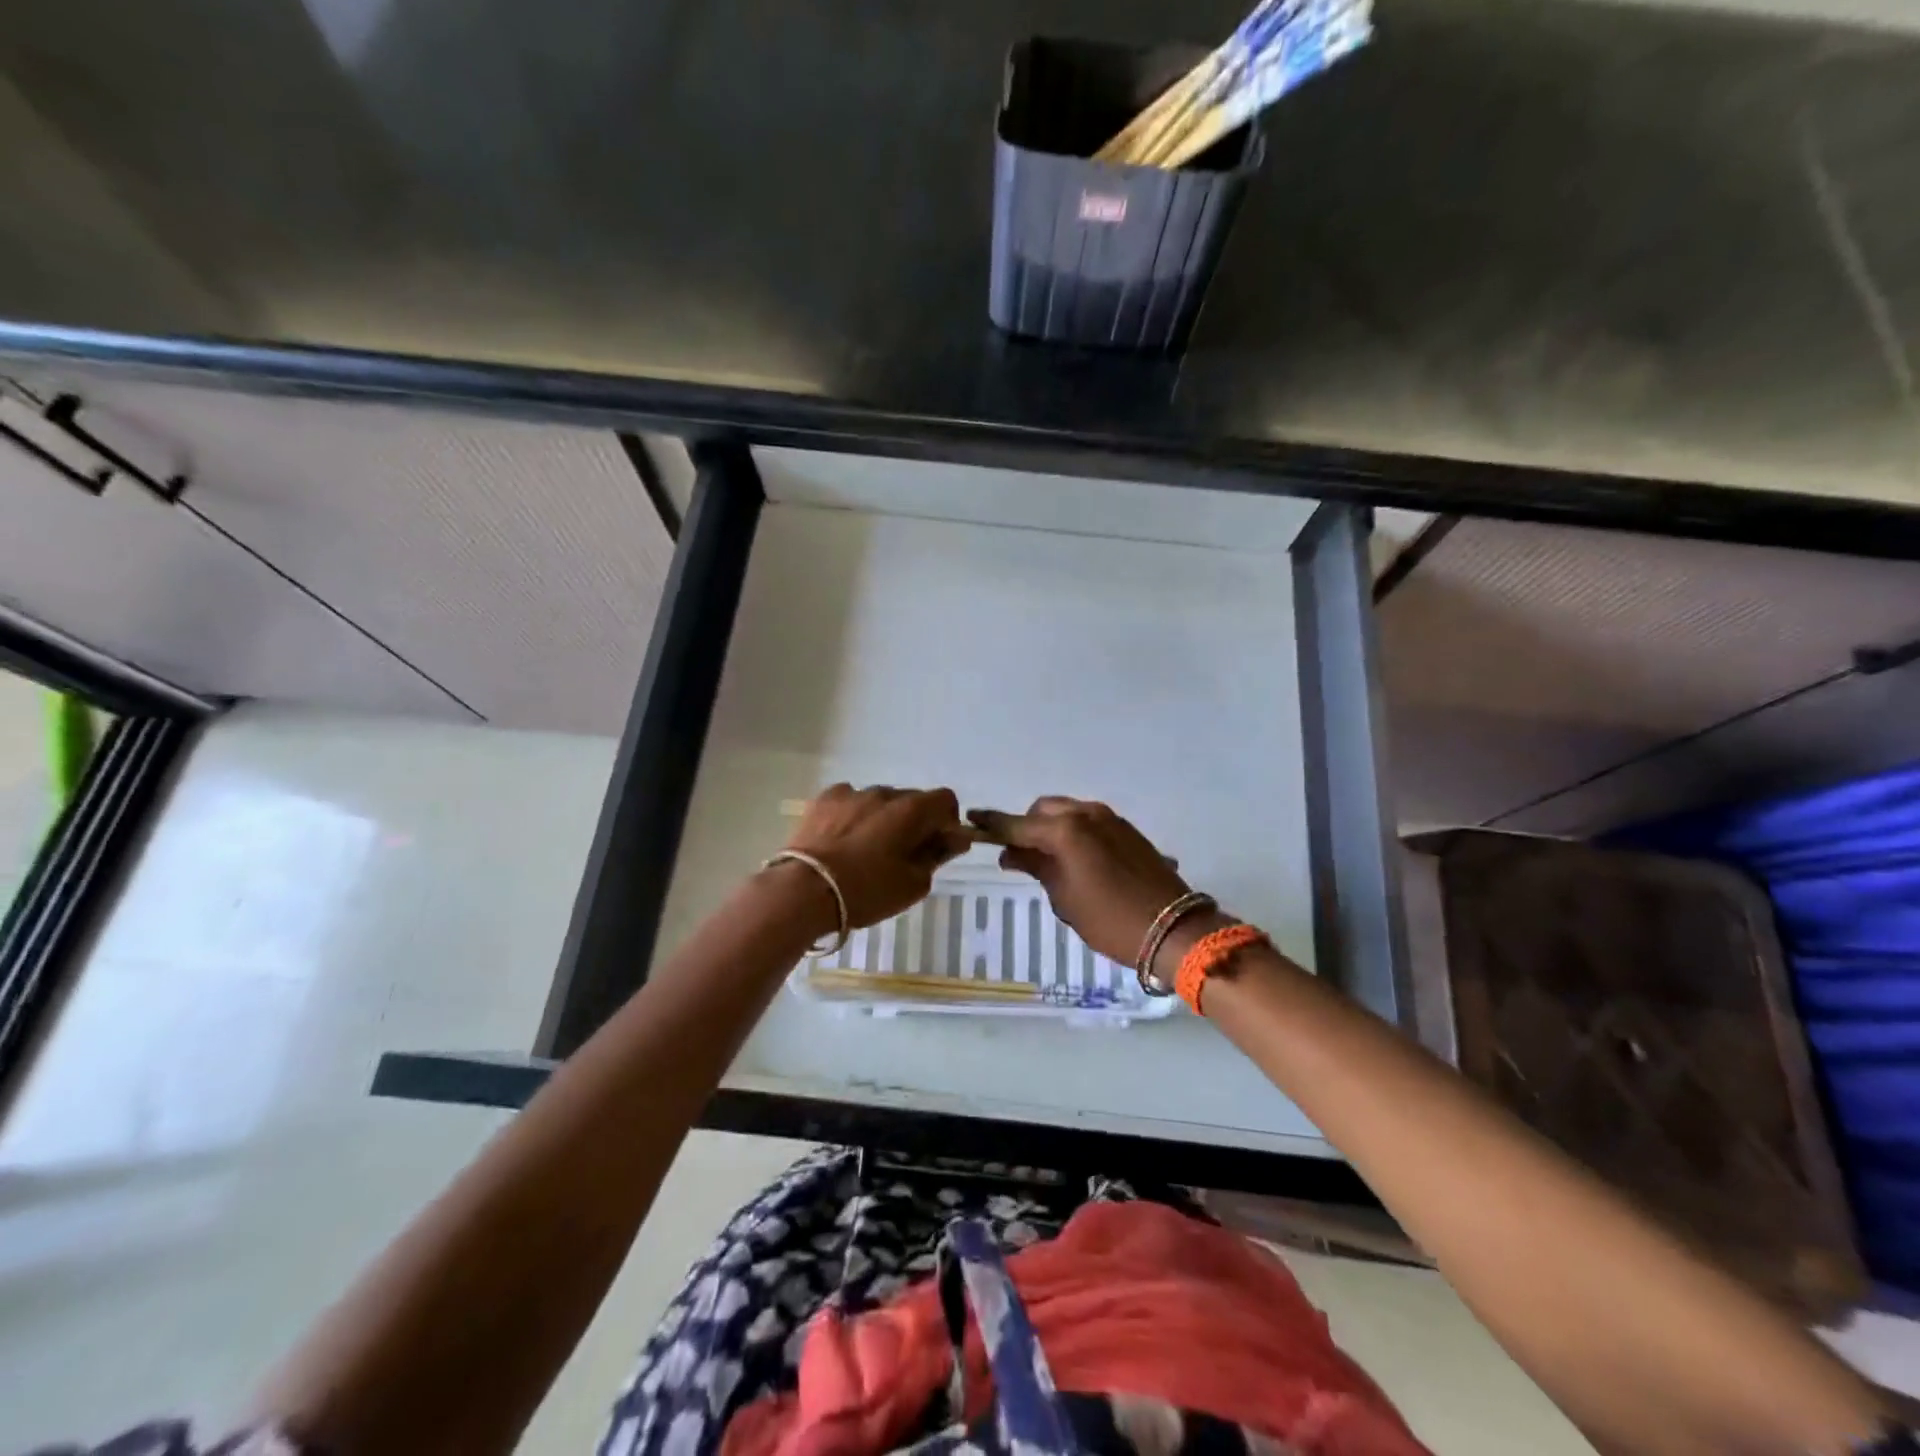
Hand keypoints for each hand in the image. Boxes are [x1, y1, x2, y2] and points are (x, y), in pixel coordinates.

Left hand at [784, 784, 970, 929]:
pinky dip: (854, 814)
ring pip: (879, 801)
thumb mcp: (913, 884)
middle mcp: (884, 792)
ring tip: (866, 850)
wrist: (804, 891)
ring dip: (882, 818)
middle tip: (902, 855)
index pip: (945, 800)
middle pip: (912, 800)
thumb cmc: (866, 891)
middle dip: (914, 822)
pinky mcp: (824, 799)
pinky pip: (850, 801)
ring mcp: (852, 793)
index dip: (947, 822)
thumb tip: (953, 839)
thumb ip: (937, 855)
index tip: (937, 846)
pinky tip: (843, 840)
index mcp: (912, 810)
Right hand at [969, 797, 1193, 966]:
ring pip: (1067, 812)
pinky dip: (1073, 832)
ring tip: (1046, 859)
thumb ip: (1035, 866)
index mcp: (1065, 830)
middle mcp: (1086, 814)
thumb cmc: (1109, 920)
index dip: (992, 824)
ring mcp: (1110, 819)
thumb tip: (1010, 852)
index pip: (1018, 824)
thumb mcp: (1064, 897)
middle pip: (1043, 810)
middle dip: (1026, 826)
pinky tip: (1075, 859)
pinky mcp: (1127, 829)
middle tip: (1016, 855)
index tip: (971, 820)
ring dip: (1051, 828)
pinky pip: (1088, 821)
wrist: (1174, 929)